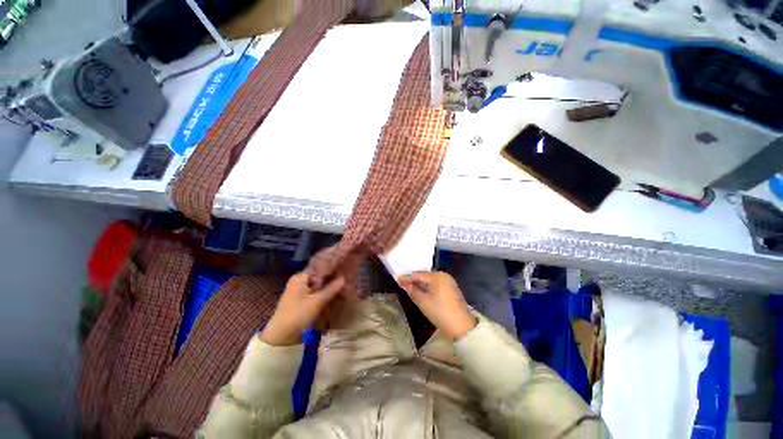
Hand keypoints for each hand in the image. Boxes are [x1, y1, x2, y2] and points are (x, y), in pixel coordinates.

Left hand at [260, 273, 344, 345]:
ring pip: (319, 286)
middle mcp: (300, 282)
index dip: (332, 269)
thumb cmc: (297, 314)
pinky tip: (336, 295)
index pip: (319, 268)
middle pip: (320, 278)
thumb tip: (344, 278)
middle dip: (332, 279)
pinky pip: (317, 294)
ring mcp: (301, 292)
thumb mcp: (317, 301)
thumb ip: (331, 289)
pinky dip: (325, 294)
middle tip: (347, 279)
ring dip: (330, 288)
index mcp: (300, 278)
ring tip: (345, 287)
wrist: (282, 337)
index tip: (344, 270)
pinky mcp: (303, 301)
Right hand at [398, 271, 476, 339]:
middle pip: (425, 275)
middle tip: (404, 285)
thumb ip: (411, 289)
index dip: (407, 277)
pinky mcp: (452, 288)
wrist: (461, 326)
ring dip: (422, 284)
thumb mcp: (422, 301)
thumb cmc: (439, 312)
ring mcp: (449, 281)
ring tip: (412, 289)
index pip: (418, 274)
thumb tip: (401, 281)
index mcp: (436, 275)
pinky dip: (429, 287)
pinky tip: (423, 292)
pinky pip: (437, 283)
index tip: (397, 280)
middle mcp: (443, 275)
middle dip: (415, 280)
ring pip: (431, 279)